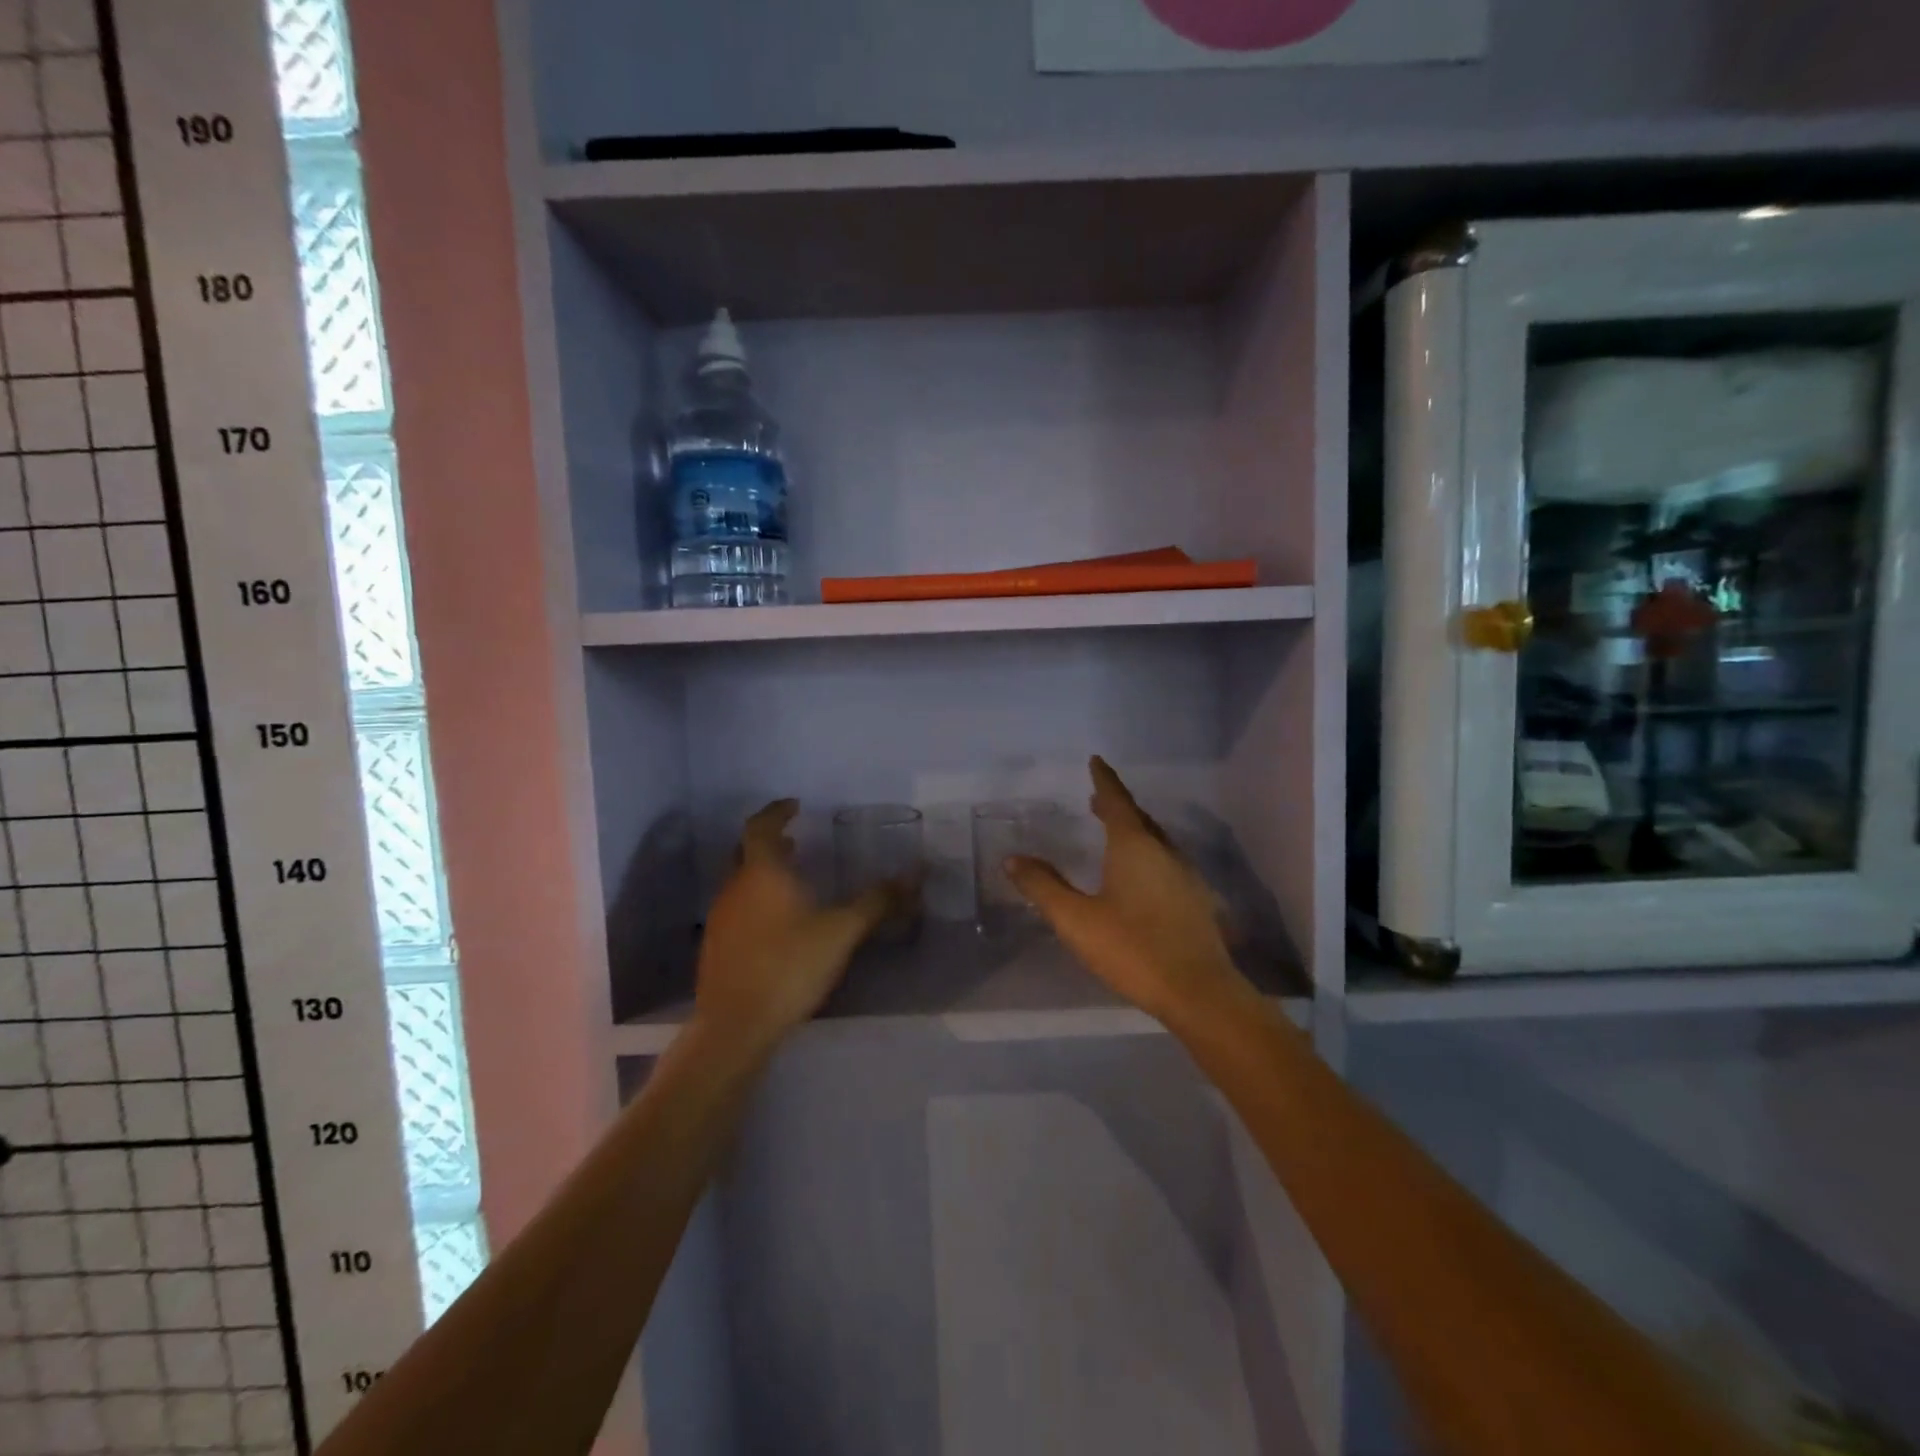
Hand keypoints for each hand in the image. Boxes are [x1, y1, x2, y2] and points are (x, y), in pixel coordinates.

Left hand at [693, 800, 903, 1052]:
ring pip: (740, 880)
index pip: (761, 826)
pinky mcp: (716, 946)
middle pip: (745, 851)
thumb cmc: (789, 966)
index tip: (795, 805)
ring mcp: (721, 918)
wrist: (735, 1026)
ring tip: (792, 878)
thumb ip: (876, 901)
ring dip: (763, 872)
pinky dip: (757, 899)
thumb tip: (914, 874)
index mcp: (762, 872)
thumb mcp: (841, 931)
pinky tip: (778, 922)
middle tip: (795, 839)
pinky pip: (737, 907)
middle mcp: (735, 887)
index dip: (777, 812)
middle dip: (770, 841)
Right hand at [1008, 757, 1249, 1027]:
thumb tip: (1013, 859)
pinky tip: (1141, 877)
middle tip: (1097, 799)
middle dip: (1117, 806)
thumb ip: (1044, 887)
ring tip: (1114, 833)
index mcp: (1134, 847)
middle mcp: (1164, 852)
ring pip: (1156, 841)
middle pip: (1139, 819)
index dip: (1104, 780)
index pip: (1116, 801)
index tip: (1096, 761)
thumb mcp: (1077, 920)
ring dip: (1134, 831)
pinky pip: (1166, 863)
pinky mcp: (1196, 901)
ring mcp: (1185, 876)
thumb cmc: (1133, 948)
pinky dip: (1148, 855)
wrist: (1199, 992)